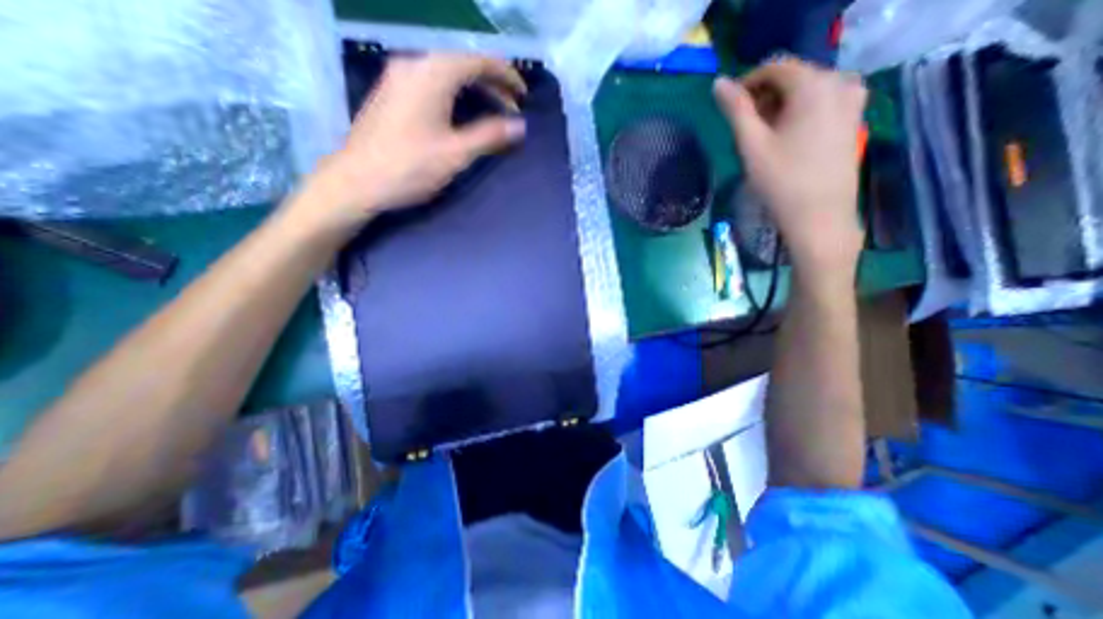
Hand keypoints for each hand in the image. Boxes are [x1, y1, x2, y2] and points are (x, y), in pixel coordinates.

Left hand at [299, 53, 527, 233]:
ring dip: (474, 90)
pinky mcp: (392, 93)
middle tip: (512, 110)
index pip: (479, 61)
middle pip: (462, 64)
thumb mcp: (456, 153)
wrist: (357, 181)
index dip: (506, 76)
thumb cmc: (410, 166)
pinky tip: (462, 113)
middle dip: (492, 85)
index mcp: (433, 73)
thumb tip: (520, 125)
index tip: (524, 95)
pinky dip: (455, 95)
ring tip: (493, 112)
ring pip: (447, 74)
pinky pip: (433, 83)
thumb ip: (490, 135)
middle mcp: (414, 64)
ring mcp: (399, 77)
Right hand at [715, 58, 869, 267]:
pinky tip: (784, 142)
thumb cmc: (781, 181)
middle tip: (743, 131)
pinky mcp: (853, 118)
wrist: (819, 216)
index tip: (728, 109)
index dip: (746, 84)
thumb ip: (735, 110)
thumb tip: (718, 83)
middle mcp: (840, 82)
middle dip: (763, 99)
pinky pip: (819, 104)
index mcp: (815, 85)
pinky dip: (796, 115)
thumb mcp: (751, 144)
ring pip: (804, 92)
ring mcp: (852, 100)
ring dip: (778, 109)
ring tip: (761, 140)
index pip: (774, 67)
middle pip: (792, 78)